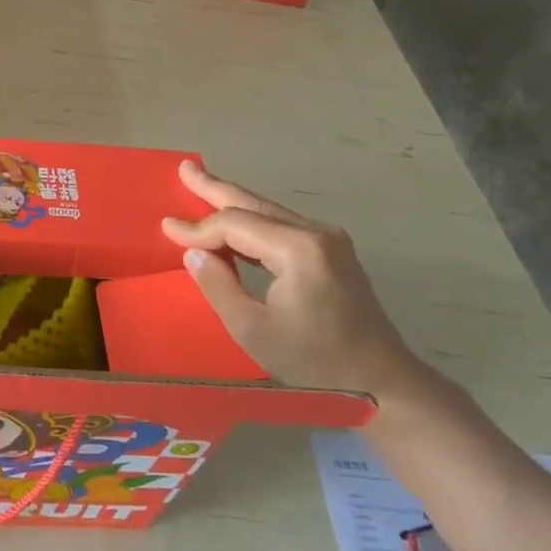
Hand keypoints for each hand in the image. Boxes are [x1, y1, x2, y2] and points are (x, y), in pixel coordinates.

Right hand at [161, 161, 428, 400]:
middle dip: (215, 188)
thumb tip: (194, 254)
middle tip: (185, 168)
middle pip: (254, 204)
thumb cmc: (316, 362)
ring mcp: (329, 240)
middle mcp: (316, 233)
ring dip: (233, 200)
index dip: (198, 228)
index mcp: (298, 250)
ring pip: (268, 211)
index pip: (235, 225)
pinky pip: (282, 225)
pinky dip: (252, 220)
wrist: (384, 382)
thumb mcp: (254, 331)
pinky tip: (234, 220)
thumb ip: (219, 287)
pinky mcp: (333, 252)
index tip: (166, 229)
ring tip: (200, 184)